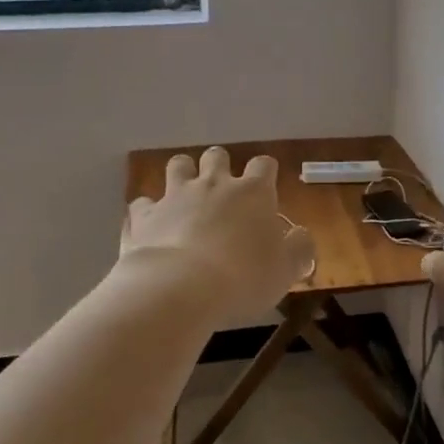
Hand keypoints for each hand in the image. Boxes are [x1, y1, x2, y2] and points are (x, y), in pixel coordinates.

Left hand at [120, 148, 315, 321]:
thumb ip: (299, 249)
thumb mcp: (286, 270)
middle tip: (222, 191)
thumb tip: (301, 236)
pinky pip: (142, 203)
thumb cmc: (243, 277)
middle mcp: (213, 184)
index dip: (265, 173)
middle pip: (216, 156)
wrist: (179, 287)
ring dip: (182, 175)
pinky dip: (148, 212)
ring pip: (177, 165)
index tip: (265, 188)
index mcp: (252, 193)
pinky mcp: (144, 216)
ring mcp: (175, 196)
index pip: (263, 165)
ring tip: (185, 196)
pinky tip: (151, 227)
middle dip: (219, 166)